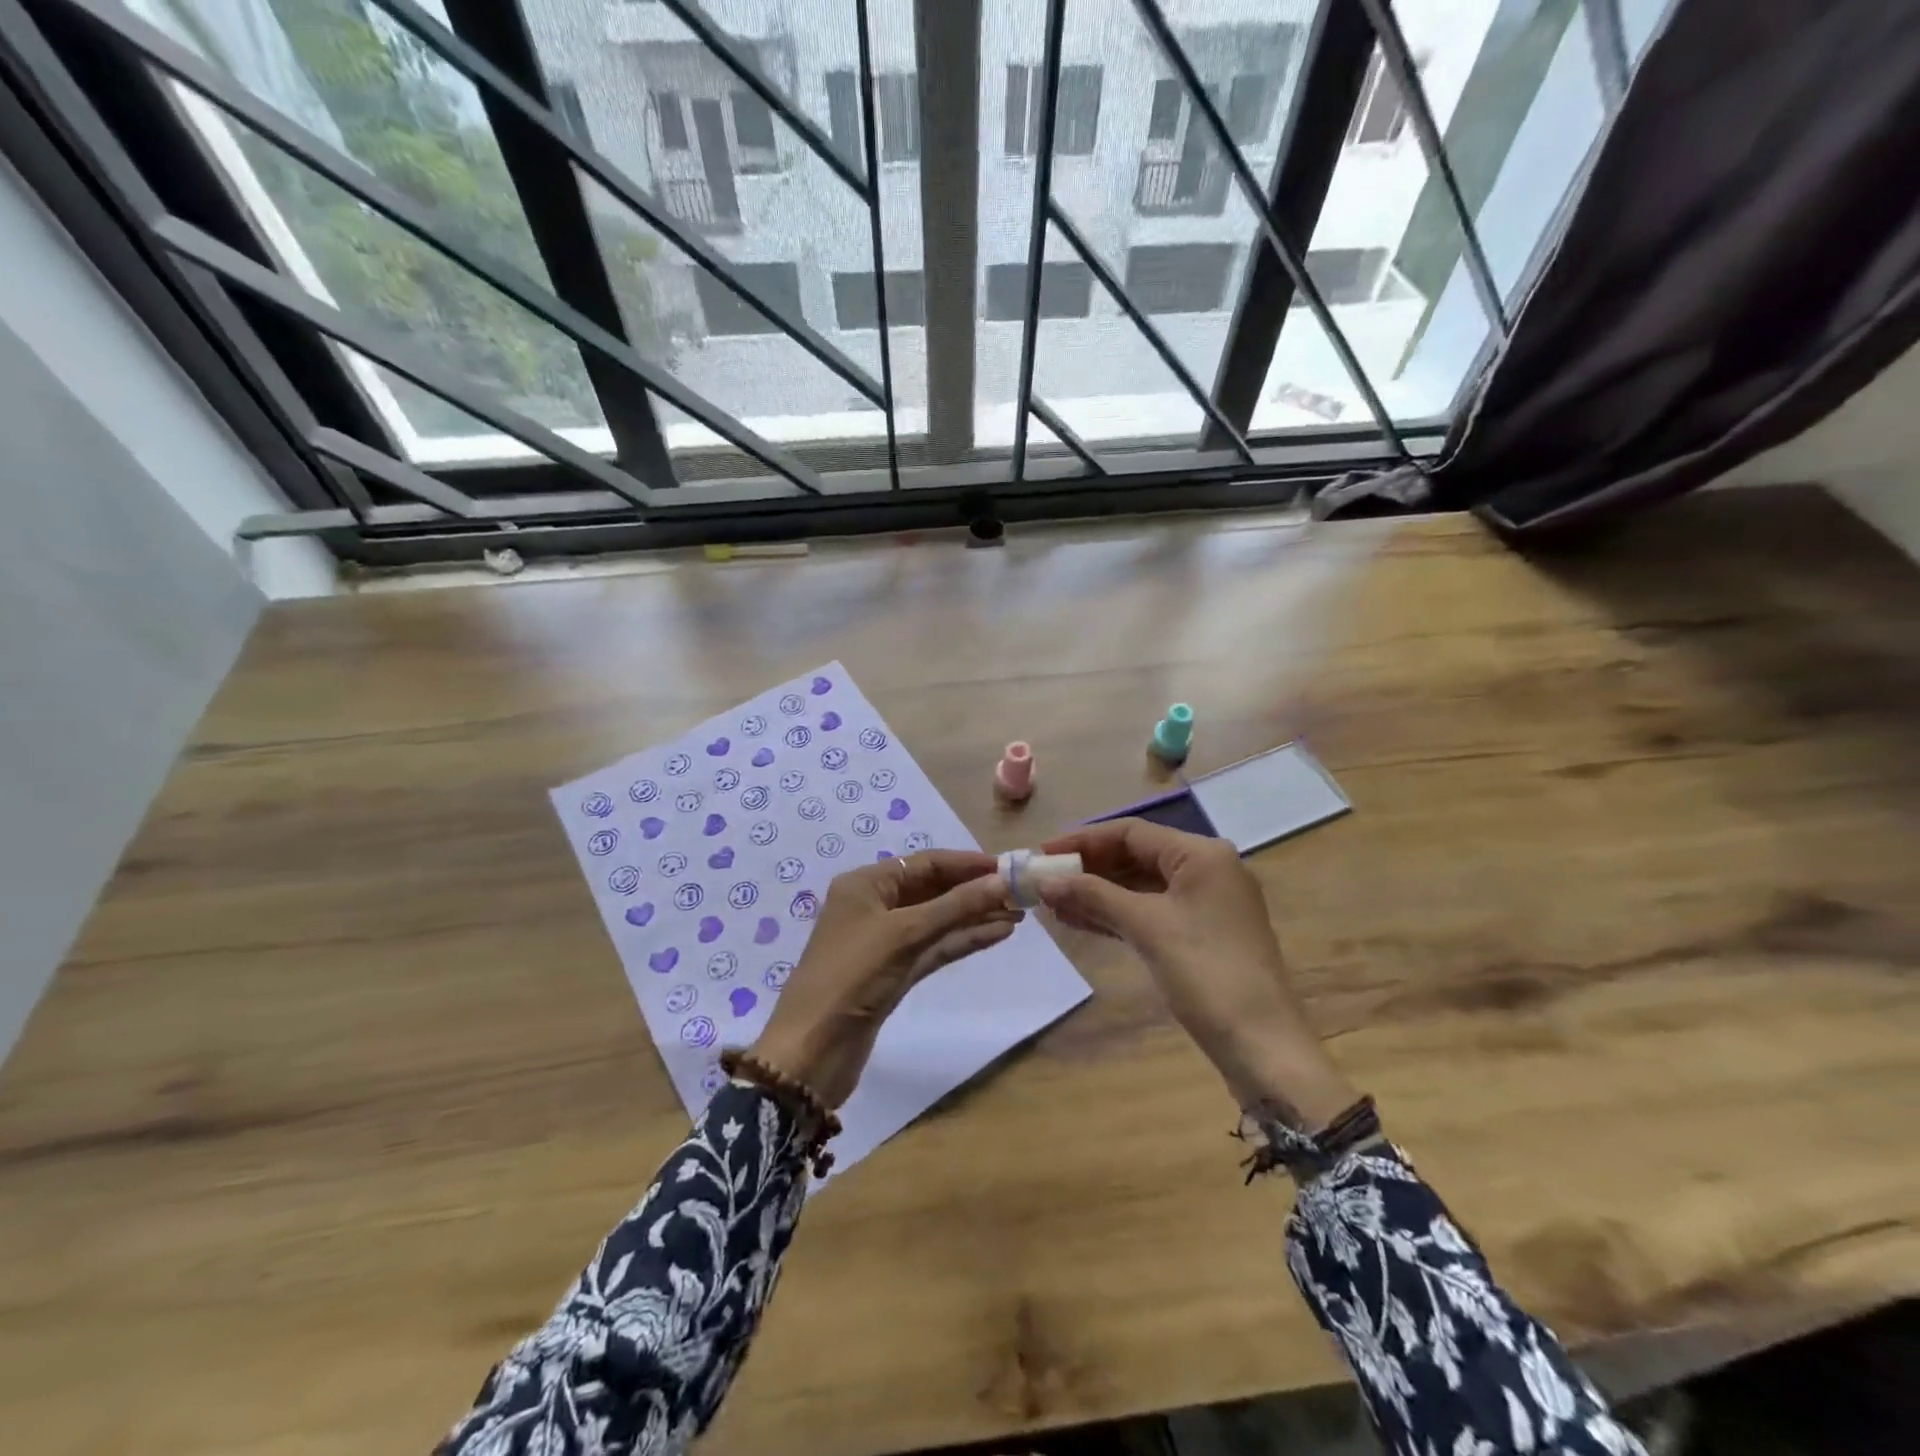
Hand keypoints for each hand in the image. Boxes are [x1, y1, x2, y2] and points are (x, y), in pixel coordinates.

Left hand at [748, 851, 1019, 1107]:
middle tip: (1020, 892)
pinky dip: (963, 940)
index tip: (1009, 867)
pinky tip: (997, 934)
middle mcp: (874, 906)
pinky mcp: (894, 973)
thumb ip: (956, 906)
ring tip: (1018, 913)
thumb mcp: (906, 933)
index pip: (925, 863)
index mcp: (866, 884)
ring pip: (938, 920)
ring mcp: (885, 941)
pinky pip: (935, 947)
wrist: (812, 1050)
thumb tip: (1004, 879)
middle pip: (933, 889)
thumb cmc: (853, 976)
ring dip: (974, 916)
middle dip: (974, 890)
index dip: (967, 864)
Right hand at [1037, 819, 1356, 1126]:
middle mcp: (1206, 869)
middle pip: (1135, 856)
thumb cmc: (1205, 972)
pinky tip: (1080, 920)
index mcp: (1201, 854)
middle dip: (1088, 868)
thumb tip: (1044, 879)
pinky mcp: (1200, 933)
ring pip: (1140, 886)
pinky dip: (1116, 913)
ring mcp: (1205, 903)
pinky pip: (1150, 911)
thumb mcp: (1146, 926)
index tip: (1042, 852)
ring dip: (1097, 892)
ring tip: (1052, 902)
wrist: (1262, 1045)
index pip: (1131, 832)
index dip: (1083, 840)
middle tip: (1044, 880)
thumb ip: (1093, 895)